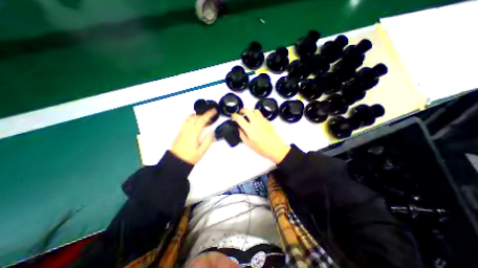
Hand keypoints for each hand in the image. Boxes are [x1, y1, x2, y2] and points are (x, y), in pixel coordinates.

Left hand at [170, 108, 216, 163]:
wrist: (176, 161)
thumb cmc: (189, 157)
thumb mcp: (201, 151)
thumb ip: (207, 141)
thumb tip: (212, 132)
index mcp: (193, 133)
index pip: (202, 120)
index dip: (209, 114)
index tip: (213, 111)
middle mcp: (187, 130)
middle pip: (196, 117)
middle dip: (204, 115)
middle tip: (210, 117)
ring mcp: (182, 130)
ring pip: (190, 117)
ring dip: (197, 116)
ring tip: (203, 119)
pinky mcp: (180, 132)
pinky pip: (186, 121)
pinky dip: (191, 118)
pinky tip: (195, 122)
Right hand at [233, 108, 288, 163]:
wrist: (274, 148)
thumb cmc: (262, 147)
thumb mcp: (248, 143)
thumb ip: (242, 135)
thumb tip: (239, 129)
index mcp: (249, 128)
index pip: (239, 118)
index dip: (235, 115)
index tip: (233, 115)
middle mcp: (255, 122)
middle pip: (247, 111)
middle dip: (242, 110)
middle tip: (240, 112)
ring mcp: (262, 121)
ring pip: (255, 110)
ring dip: (250, 111)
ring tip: (248, 114)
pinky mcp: (267, 121)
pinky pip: (261, 115)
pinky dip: (257, 115)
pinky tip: (256, 119)